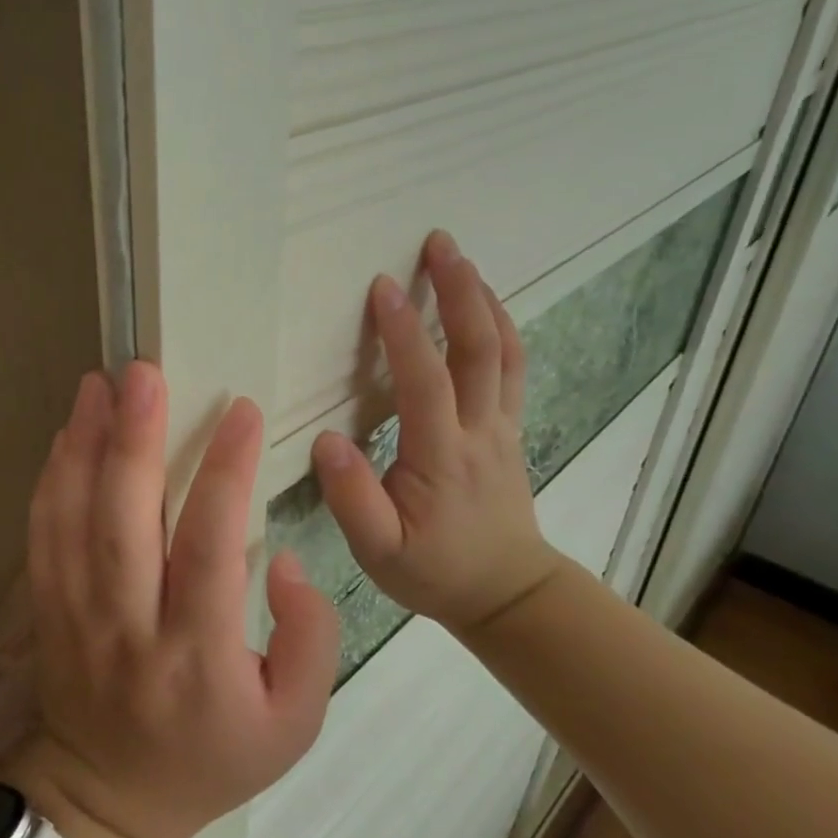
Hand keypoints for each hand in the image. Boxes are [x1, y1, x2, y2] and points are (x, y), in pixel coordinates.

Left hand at [9, 362, 339, 837]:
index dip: (227, 472)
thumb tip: (286, 562)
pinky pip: (42, 535)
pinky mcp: (47, 609)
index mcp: (198, 654)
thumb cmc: (212, 758)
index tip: (242, 411)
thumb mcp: (295, 723)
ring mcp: (77, 615)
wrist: (108, 800)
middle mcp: (130, 626)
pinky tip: (66, 434)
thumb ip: (310, 639)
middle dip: (135, 438)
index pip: (210, 546)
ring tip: (97, 383)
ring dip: (83, 444)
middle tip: (143, 372)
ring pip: (73, 518)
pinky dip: (52, 478)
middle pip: (125, 520)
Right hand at [312, 230, 561, 635]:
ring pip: (503, 352)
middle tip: (440, 243)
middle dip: (460, 291)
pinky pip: (511, 368)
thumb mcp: (379, 550)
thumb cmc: (434, 571)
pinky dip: (500, 328)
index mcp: (441, 456)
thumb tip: (326, 440)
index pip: (425, 381)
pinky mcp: (508, 430)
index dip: (404, 332)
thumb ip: (351, 497)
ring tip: (462, 260)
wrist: (507, 594)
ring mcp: (501, 427)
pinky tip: (485, 306)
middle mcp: (479, 431)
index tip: (383, 286)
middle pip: (479, 349)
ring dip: (484, 300)